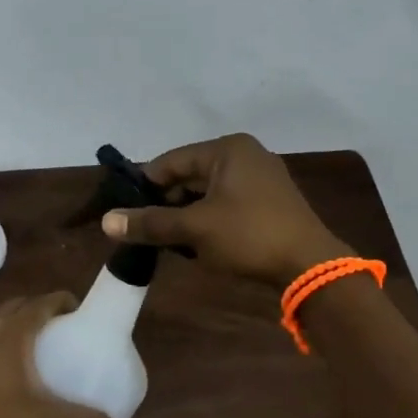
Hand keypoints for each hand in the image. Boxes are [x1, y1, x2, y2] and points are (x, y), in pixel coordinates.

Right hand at [101, 133, 351, 286]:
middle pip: (189, 176)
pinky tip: (196, 245)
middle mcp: (244, 155)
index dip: (144, 186)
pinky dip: (207, 221)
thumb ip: (150, 223)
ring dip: (185, 216)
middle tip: (145, 231)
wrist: (310, 267)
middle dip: (166, 204)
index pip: (171, 161)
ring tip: (168, 242)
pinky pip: (225, 205)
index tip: (124, 212)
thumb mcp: (195, 229)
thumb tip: (107, 222)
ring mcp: (260, 179)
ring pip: (206, 193)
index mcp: (227, 149)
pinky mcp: (268, 203)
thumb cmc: (249, 236)